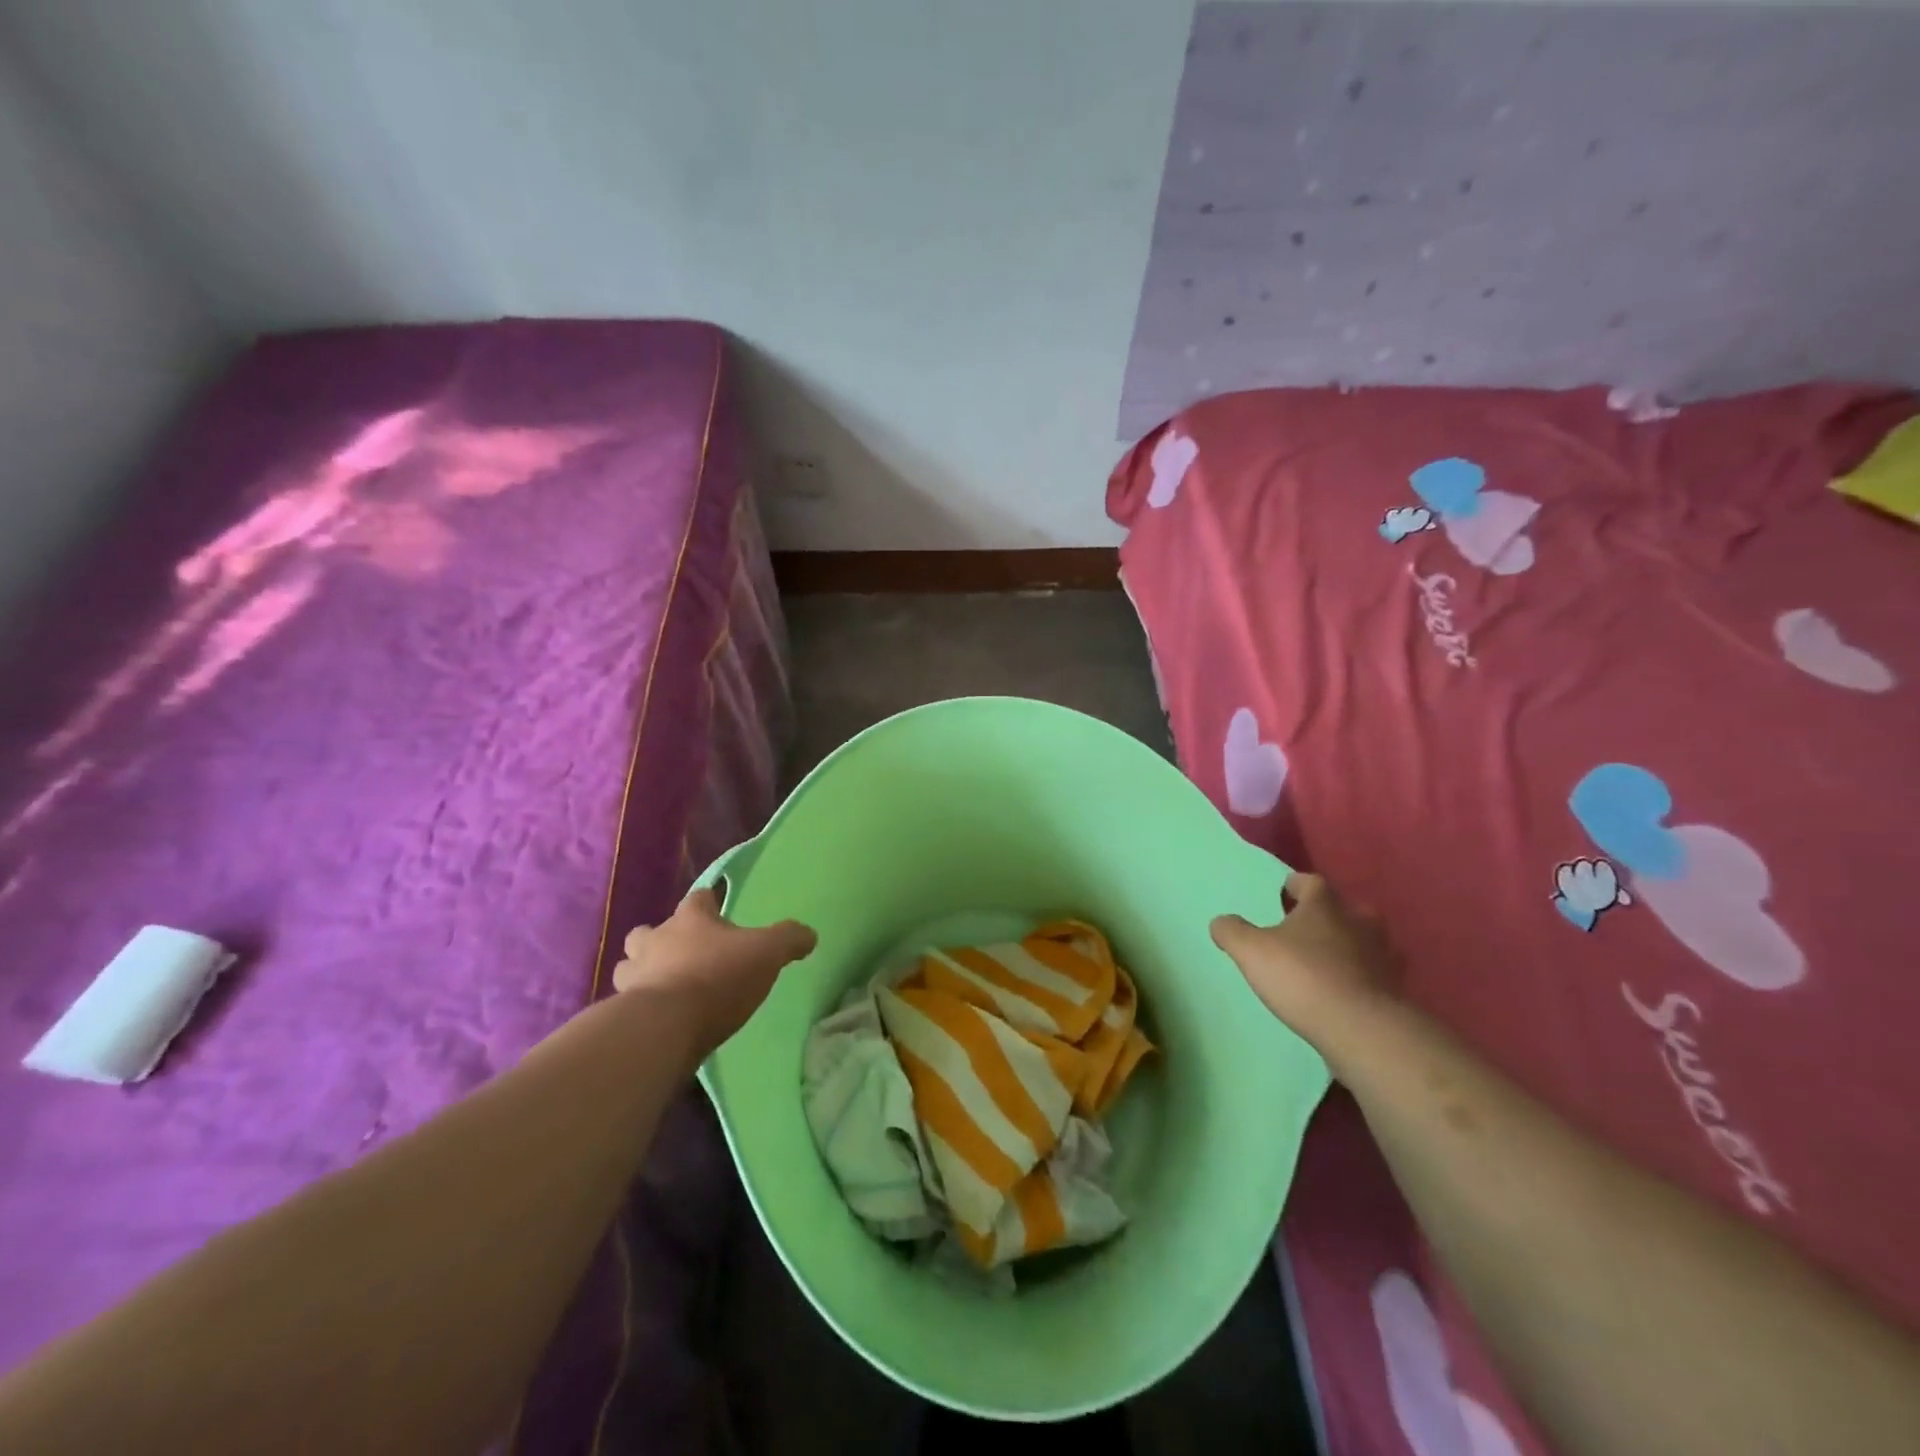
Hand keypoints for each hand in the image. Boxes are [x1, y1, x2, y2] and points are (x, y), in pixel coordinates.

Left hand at [613, 889, 815, 1056]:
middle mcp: (655, 942)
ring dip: (641, 972)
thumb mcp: (767, 953)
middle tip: (679, 952)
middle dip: (657, 939)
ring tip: (663, 986)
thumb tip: (809, 934)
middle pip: (646, 932)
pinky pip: (627, 1004)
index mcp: (690, 920)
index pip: (697, 898)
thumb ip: (789, 939)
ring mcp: (634, 978)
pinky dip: (638, 1008)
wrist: (666, 1028)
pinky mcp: (623, 1014)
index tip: (716, 907)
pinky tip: (658, 1019)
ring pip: (629, 967)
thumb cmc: (718, 977)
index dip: (708, 901)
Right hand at [1210, 873, 1399, 1056]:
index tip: (1284, 891)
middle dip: (1329, 915)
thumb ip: (1232, 931)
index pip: (1311, 882)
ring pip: (1367, 941)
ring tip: (1329, 961)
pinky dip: (1364, 977)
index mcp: (1324, 907)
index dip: (1296, 884)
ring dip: (1351, 946)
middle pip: (1346, 909)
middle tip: (1307, 929)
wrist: (1362, 1029)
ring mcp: (1383, 957)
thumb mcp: (1251, 951)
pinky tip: (1347, 991)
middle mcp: (1359, 923)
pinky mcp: (1395, 990)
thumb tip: (1221, 921)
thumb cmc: (1303, 977)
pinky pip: (1377, 975)